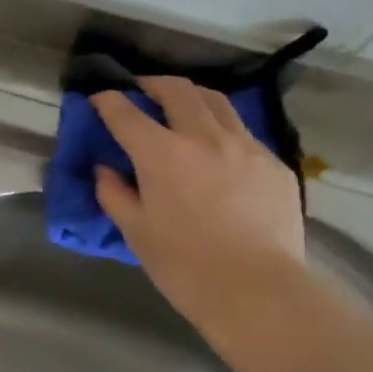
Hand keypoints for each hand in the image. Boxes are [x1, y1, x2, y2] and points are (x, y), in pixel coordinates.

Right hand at [91, 77, 307, 333]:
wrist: (255, 288)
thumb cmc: (182, 264)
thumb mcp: (136, 231)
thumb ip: (115, 194)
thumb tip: (105, 170)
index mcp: (162, 154)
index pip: (126, 113)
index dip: (108, 101)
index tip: (98, 98)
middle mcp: (204, 137)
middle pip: (178, 91)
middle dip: (153, 84)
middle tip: (141, 90)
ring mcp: (246, 146)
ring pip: (217, 102)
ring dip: (192, 97)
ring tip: (181, 106)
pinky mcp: (274, 163)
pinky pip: (243, 132)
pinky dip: (221, 129)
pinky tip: (216, 150)